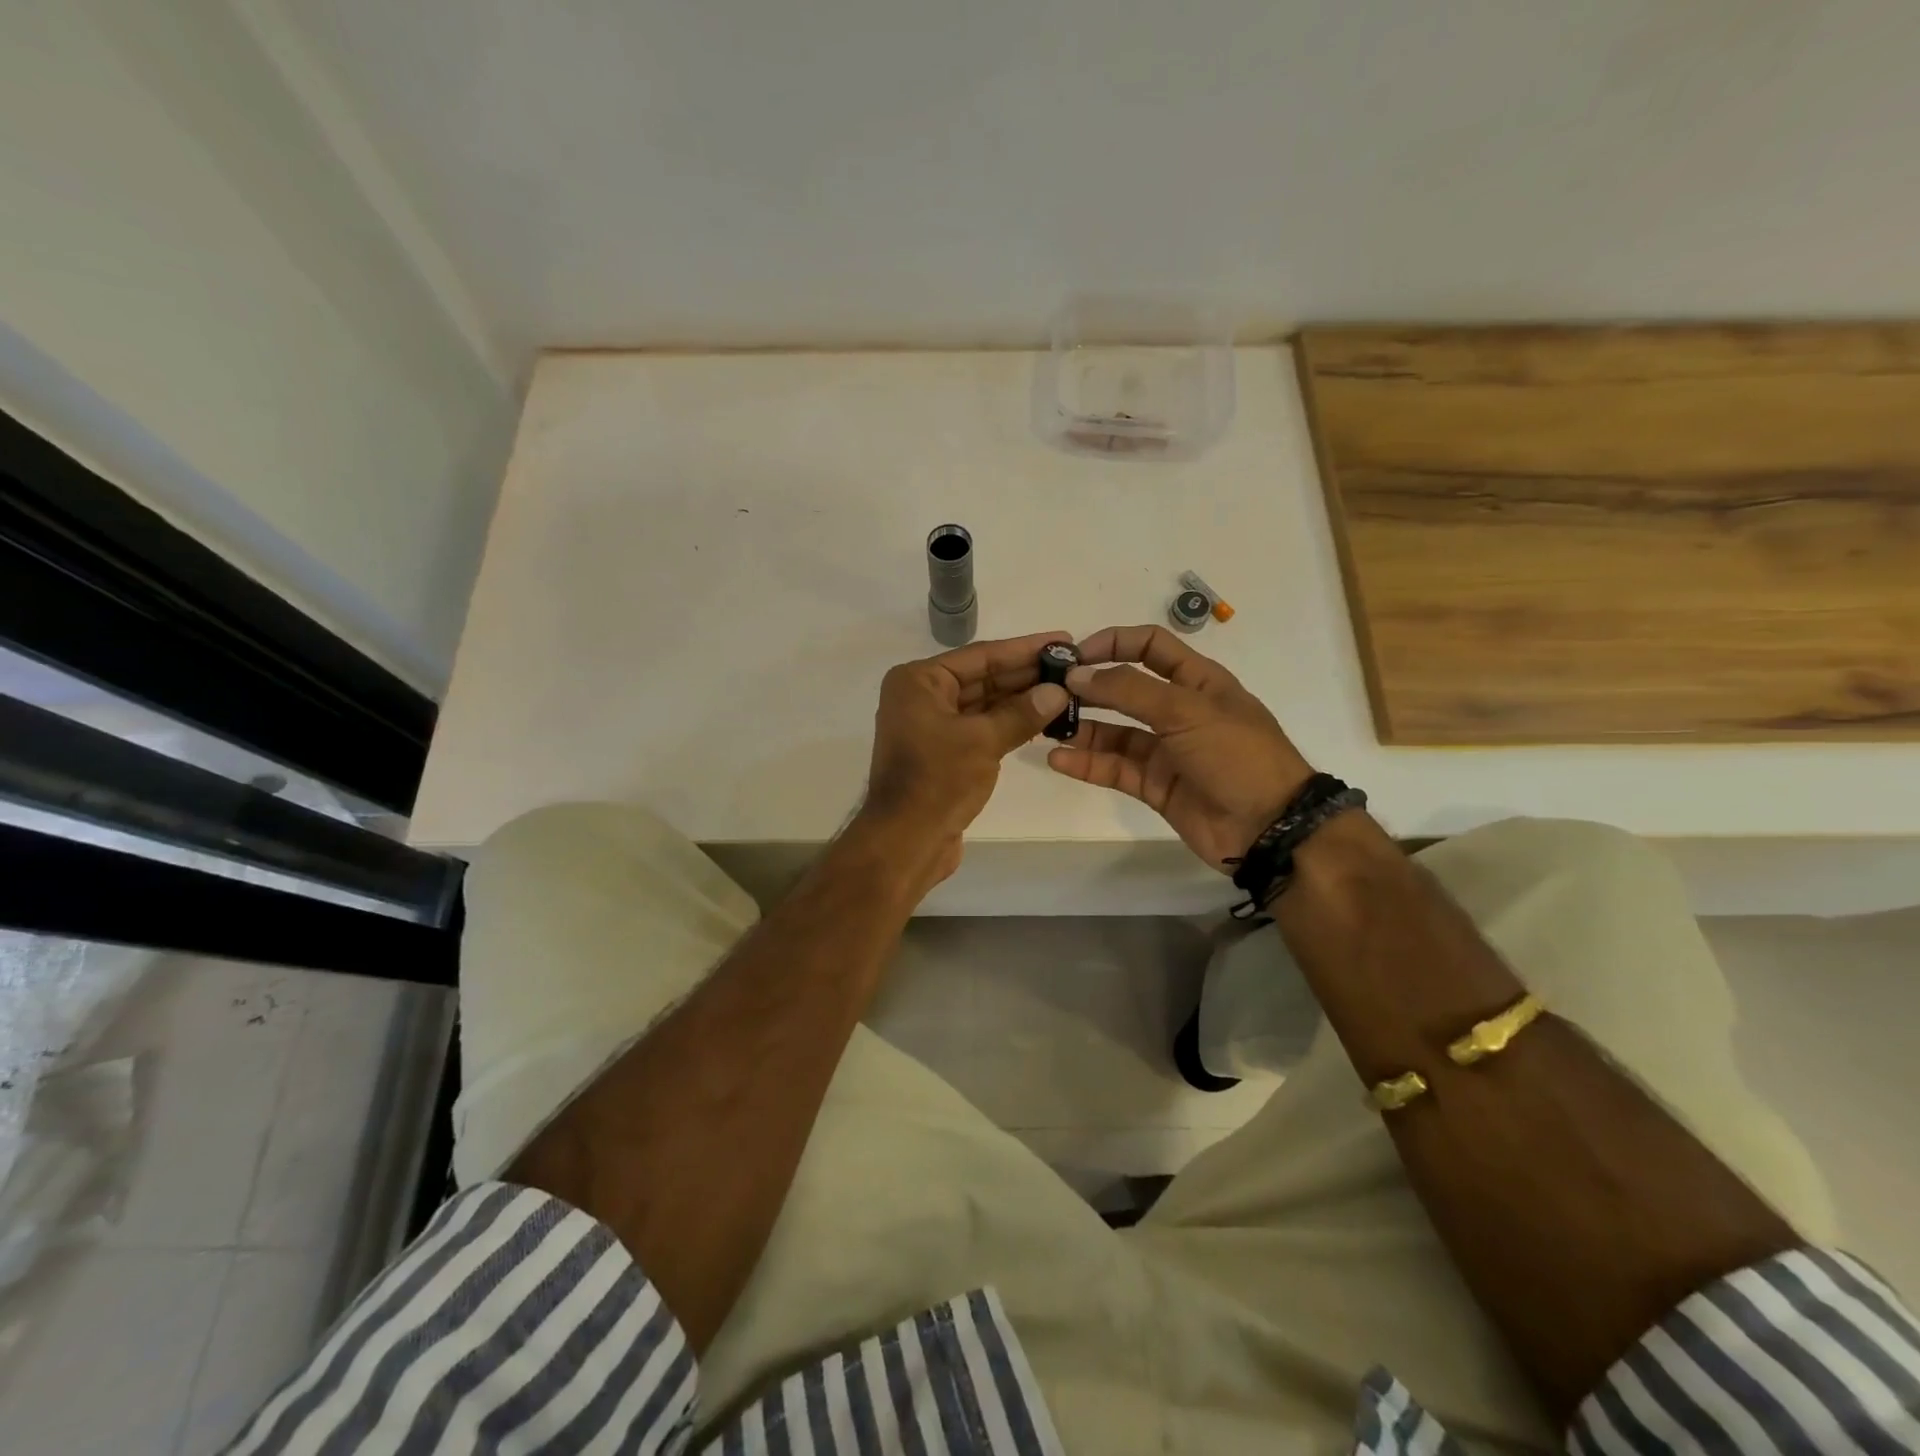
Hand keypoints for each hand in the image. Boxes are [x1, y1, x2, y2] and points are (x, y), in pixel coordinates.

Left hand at [857, 630, 1073, 886]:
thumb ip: (1022, 712)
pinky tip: (1043, 718)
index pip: (980, 656)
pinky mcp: (943, 753)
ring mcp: (931, 726)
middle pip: (982, 678)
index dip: (1024, 648)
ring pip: (984, 704)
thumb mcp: (983, 741)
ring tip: (1065, 690)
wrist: (905, 842)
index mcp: (918, 681)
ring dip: (1021, 700)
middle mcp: (921, 697)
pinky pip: (980, 727)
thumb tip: (1058, 691)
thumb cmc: (937, 781)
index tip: (1062, 640)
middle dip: (1025, 674)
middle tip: (1071, 666)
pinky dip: (1008, 723)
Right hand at [1047, 625, 1314, 869]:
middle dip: (1089, 688)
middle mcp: (1178, 710)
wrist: (1269, 827)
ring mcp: (1165, 750)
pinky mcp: (1154, 785)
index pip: (1150, 646)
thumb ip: (1129, 690)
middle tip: (1049, 692)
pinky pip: (1114, 769)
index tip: (1075, 655)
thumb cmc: (1235, 754)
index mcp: (1197, 681)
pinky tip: (1058, 760)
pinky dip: (1087, 764)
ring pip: (1114, 732)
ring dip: (1082, 728)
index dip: (1114, 643)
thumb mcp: (1185, 710)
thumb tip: (1077, 675)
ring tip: (1047, 727)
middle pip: (1125, 689)